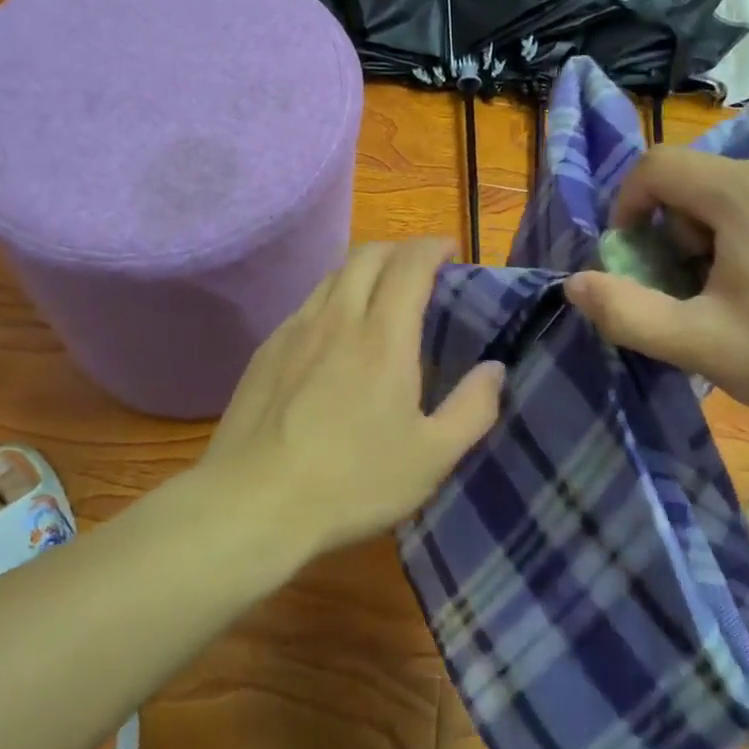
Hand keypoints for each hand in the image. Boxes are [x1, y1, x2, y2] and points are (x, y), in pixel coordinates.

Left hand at [199, 238, 505, 558]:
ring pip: (333, 275)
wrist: (254, 501)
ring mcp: (295, 330)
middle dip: (399, 249)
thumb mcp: (431, 458)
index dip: (433, 247)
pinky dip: (332, 297)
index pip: (410, 264)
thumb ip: (472, 409)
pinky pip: (306, 304)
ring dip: (363, 269)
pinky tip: (334, 332)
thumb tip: (495, 368)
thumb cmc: (352, 482)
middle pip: (367, 255)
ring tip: (379, 293)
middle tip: (419, 268)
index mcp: (383, 337)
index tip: (450, 249)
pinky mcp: (266, 349)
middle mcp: (338, 318)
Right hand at [565, 149, 748, 465]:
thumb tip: (574, 283)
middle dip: (674, 233)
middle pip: (697, 182)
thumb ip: (626, 313)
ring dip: (714, 237)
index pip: (656, 166)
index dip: (626, 206)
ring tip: (739, 299)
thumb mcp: (704, 346)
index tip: (631, 258)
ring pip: (737, 193)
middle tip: (692, 294)